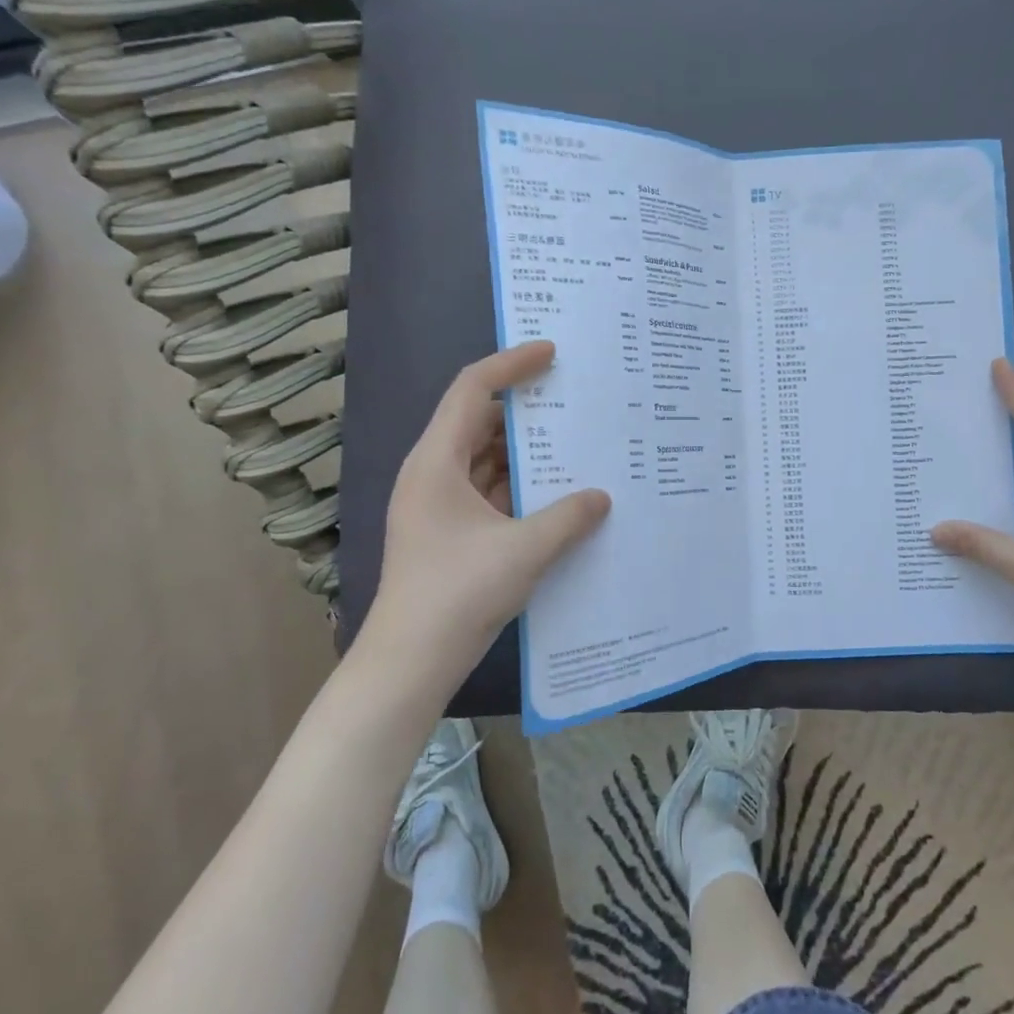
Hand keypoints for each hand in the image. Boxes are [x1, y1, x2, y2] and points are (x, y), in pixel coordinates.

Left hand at [359, 342, 610, 695]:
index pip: (472, 390)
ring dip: (525, 452)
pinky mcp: (450, 532)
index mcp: (437, 461)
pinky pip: (488, 492)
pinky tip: (557, 492)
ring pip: (485, 460)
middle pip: (479, 422)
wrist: (411, 661)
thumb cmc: (458, 592)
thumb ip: (568, 517)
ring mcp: (440, 505)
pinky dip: (519, 486)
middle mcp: (433, 473)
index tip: (550, 352)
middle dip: (525, 409)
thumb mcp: (524, 550)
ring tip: (573, 442)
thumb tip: (603, 497)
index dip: (511, 365)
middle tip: (572, 397)